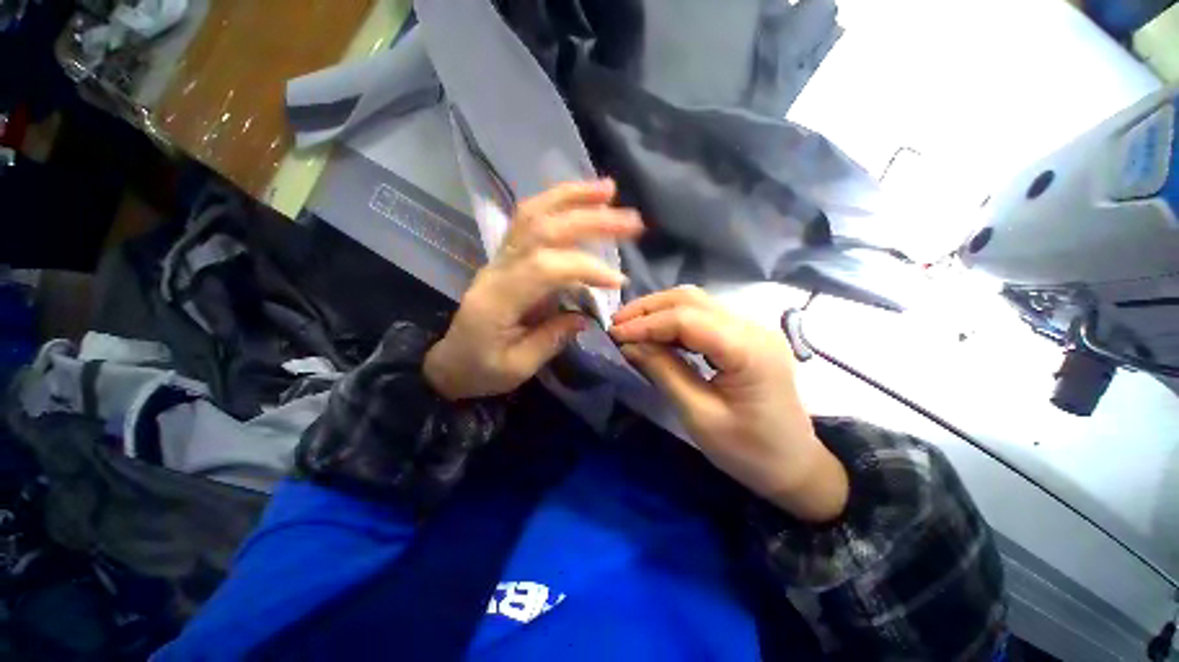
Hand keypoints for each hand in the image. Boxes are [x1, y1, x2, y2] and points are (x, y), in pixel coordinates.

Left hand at [425, 180, 642, 400]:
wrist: (450, 361)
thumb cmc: (481, 370)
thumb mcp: (517, 367)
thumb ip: (551, 338)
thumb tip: (586, 315)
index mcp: (497, 300)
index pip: (546, 268)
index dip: (585, 268)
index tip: (618, 282)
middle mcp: (497, 269)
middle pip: (542, 229)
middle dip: (588, 220)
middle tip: (630, 220)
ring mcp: (500, 258)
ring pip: (532, 214)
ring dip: (571, 197)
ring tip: (607, 189)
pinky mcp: (507, 257)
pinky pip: (530, 220)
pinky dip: (557, 204)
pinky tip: (581, 201)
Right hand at [610, 286, 847, 521]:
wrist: (794, 466)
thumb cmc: (749, 452)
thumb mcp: (699, 415)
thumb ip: (664, 372)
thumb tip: (629, 345)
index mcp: (748, 350)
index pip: (686, 319)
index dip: (646, 323)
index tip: (615, 334)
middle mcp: (753, 327)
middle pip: (691, 300)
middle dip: (649, 308)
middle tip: (618, 325)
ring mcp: (751, 328)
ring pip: (696, 302)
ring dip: (659, 310)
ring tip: (631, 326)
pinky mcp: (745, 336)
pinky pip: (703, 316)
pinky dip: (674, 320)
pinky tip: (656, 333)